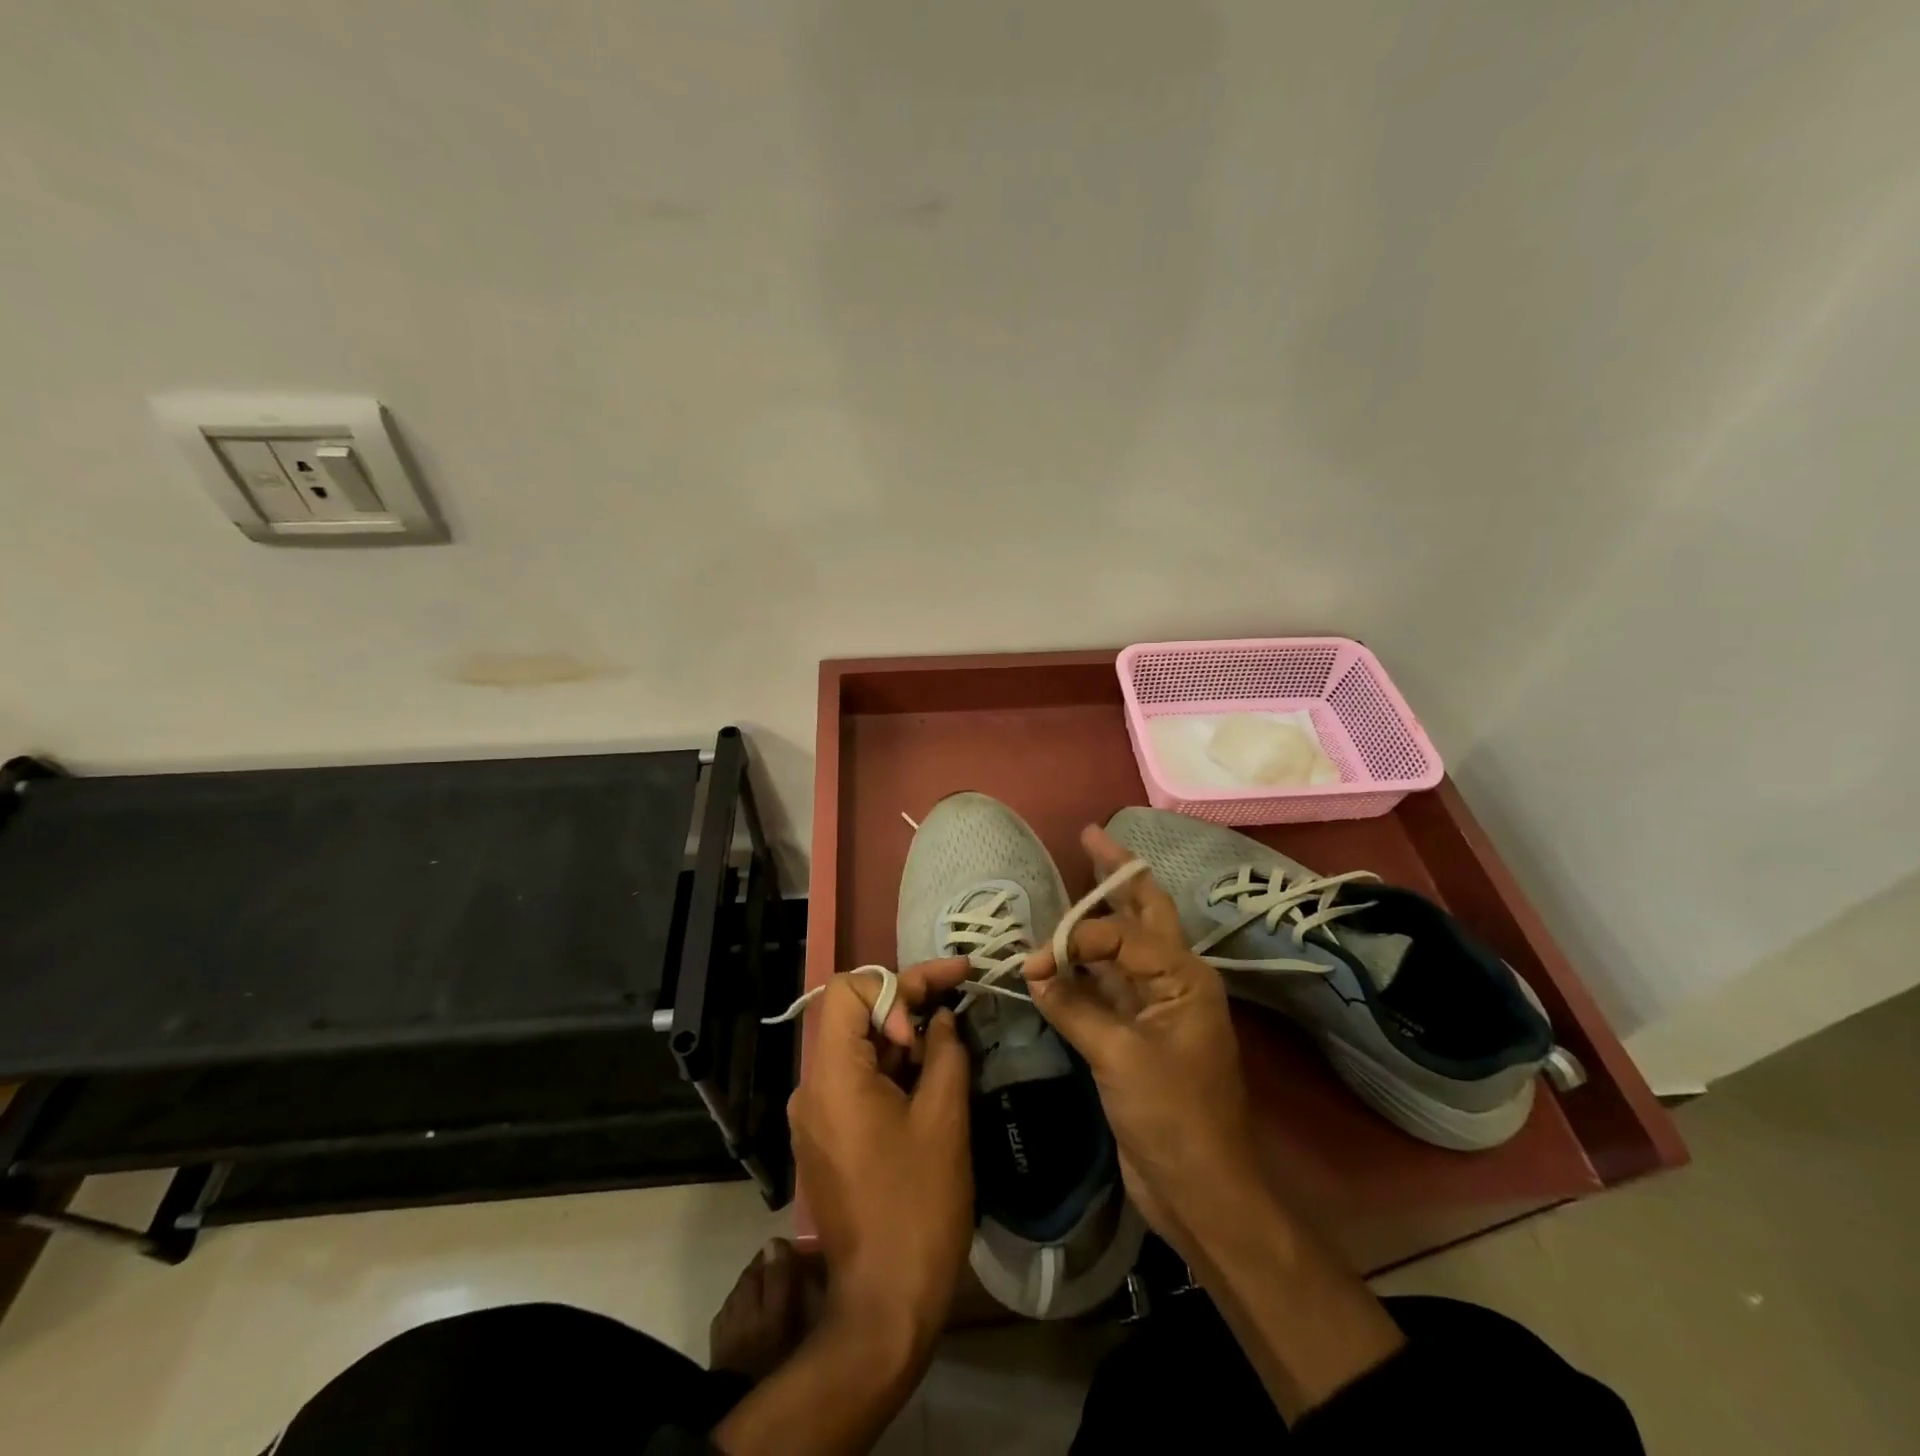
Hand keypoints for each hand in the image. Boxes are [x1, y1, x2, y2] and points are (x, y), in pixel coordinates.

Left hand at [786, 957, 973, 1359]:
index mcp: (831, 1077)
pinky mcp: (825, 1140)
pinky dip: (890, 1068)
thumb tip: (942, 1017)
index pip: (848, 990)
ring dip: (902, 1036)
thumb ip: (945, 1051)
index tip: (936, 1010)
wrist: (885, 1304)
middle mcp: (811, 1089)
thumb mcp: (944, 1118)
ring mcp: (814, 1117)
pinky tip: (927, 1077)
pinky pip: (854, 1082)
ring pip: (856, 1048)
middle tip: (956, 998)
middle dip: (906, 1002)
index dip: (896, 987)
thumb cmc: (918, 1205)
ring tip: (949, 1039)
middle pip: (853, 1016)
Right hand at [1021, 826, 1262, 1255]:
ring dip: (1099, 916)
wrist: (1199, 1190)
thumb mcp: (1120, 1058)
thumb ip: (1074, 1007)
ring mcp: (1154, 1005)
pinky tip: (1061, 951)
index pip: (1123, 934)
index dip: (1077, 938)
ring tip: (1079, 874)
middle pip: (1144, 912)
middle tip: (1090, 835)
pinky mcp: (1135, 1031)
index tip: (1036, 962)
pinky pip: (1106, 984)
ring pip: (1124, 945)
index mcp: (1184, 977)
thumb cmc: (1173, 1118)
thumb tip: (1032, 971)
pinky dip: (1083, 966)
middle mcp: (1173, 979)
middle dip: (1117, 874)